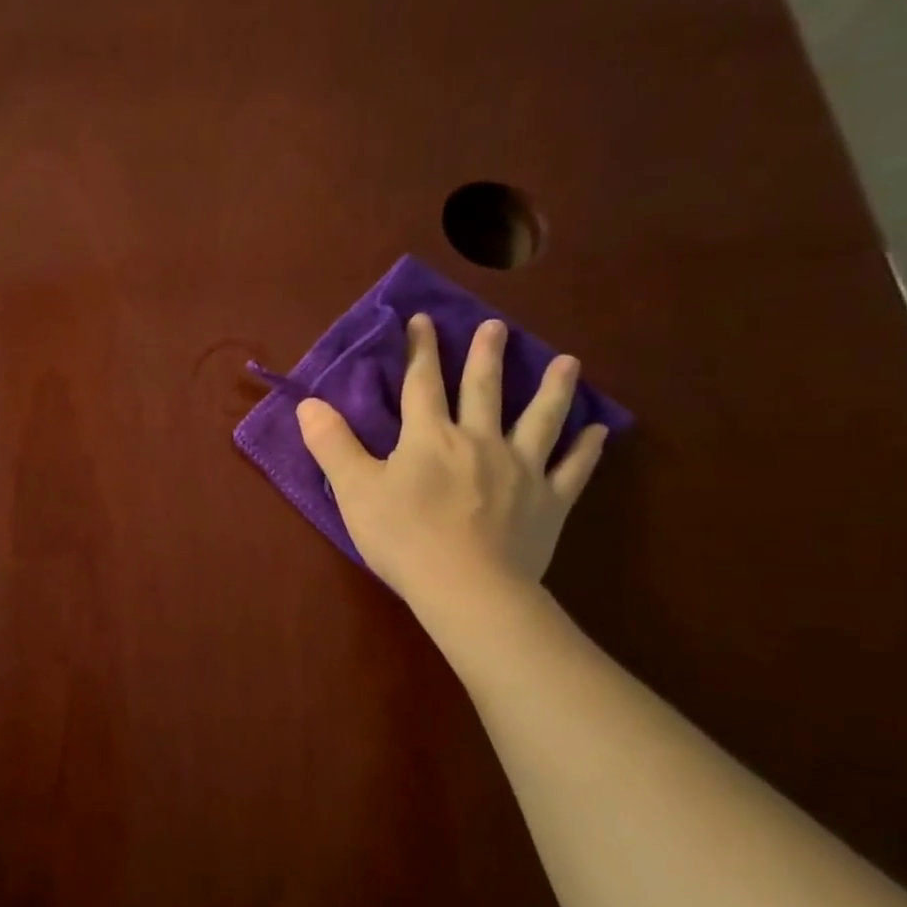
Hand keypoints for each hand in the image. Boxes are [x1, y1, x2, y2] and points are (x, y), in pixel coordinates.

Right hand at [295, 314, 606, 601]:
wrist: (467, 587)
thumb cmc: (403, 536)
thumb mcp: (354, 490)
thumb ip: (332, 444)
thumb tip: (308, 403)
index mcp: (429, 437)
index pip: (421, 384)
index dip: (420, 350)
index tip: (422, 319)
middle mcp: (479, 441)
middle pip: (484, 390)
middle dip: (487, 355)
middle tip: (496, 326)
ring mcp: (521, 469)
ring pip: (540, 419)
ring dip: (554, 388)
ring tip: (568, 361)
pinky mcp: (549, 501)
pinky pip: (572, 469)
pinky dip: (586, 448)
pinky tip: (599, 431)